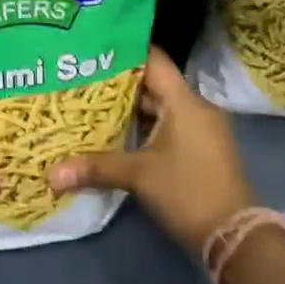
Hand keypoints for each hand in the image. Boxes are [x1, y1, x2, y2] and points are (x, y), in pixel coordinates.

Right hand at [48, 47, 253, 253]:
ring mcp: (200, 130)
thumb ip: (95, 168)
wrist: (233, 234)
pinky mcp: (200, 150)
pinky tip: (116, 135)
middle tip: (79, 80)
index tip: (92, 49)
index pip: (154, 61)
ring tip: (89, 106)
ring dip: (129, 110)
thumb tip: (50, 175)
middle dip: (117, 84)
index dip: (125, 51)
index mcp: (185, 102)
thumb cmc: (188, 192)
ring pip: (160, 109)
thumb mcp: (139, 176)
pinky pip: (168, 127)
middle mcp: (195, 108)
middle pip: (153, 85)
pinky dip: (143, 128)